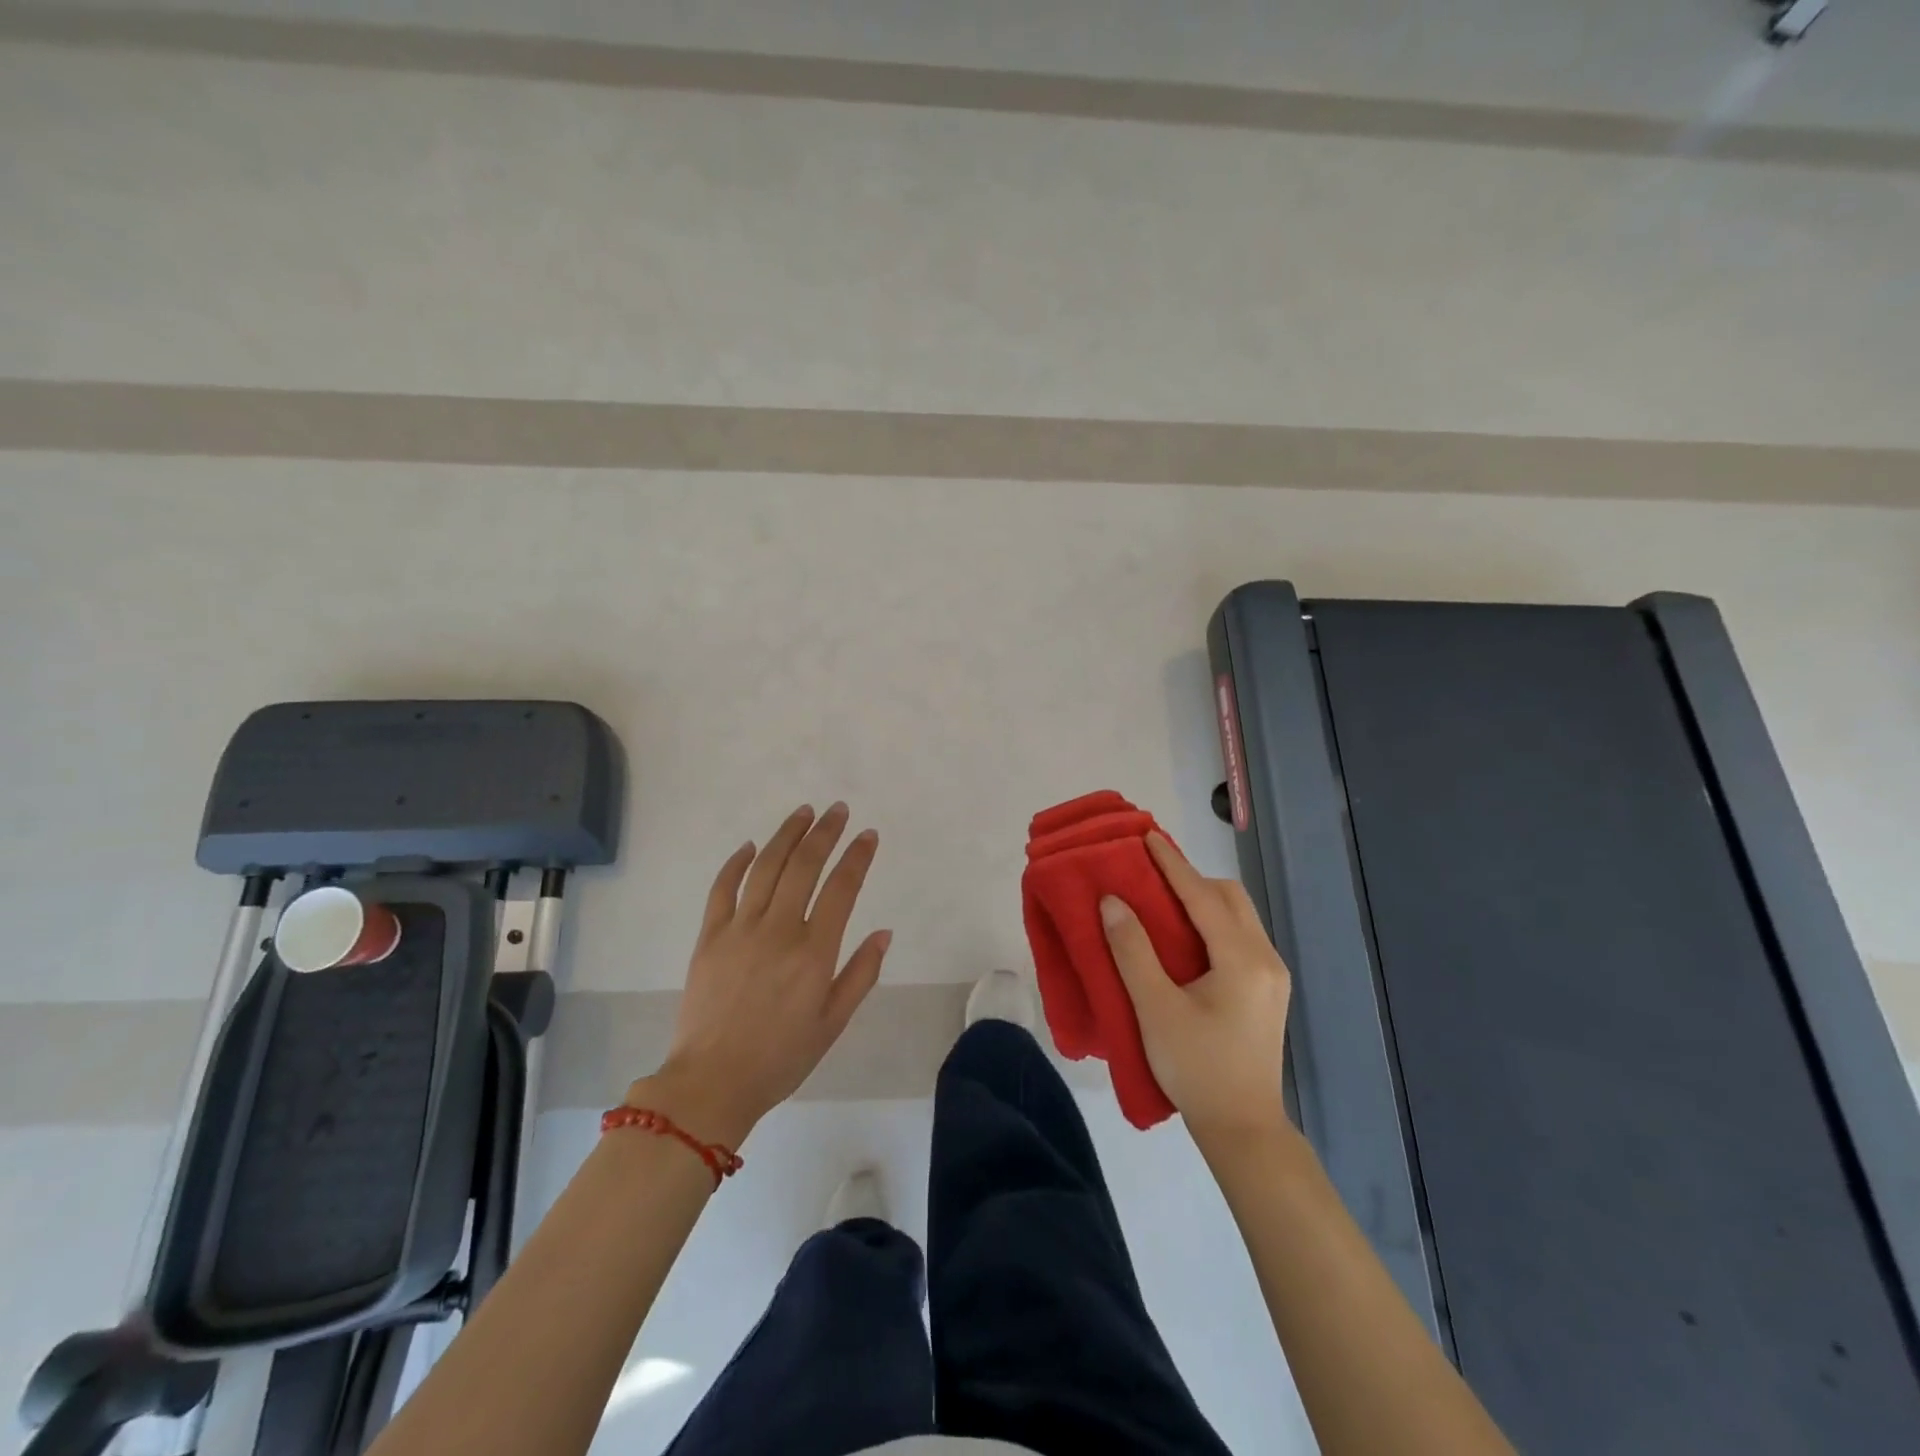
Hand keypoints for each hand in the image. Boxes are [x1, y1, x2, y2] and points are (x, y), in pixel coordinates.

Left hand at [629, 803, 890, 1147]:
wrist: (711, 1083)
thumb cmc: (780, 1058)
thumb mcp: (832, 1024)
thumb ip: (860, 974)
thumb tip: (883, 933)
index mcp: (813, 952)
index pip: (842, 888)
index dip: (857, 857)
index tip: (868, 835)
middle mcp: (778, 930)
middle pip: (804, 866)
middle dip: (825, 832)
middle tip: (838, 810)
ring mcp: (739, 929)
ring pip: (766, 867)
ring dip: (786, 835)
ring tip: (803, 813)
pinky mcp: (709, 937)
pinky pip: (722, 889)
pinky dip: (737, 863)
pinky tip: (750, 846)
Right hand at [1101, 832, 1292, 1146]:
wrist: (1243, 1129)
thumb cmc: (1196, 1069)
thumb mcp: (1155, 1010)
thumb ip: (1132, 951)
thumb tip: (1113, 902)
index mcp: (1242, 959)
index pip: (1202, 896)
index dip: (1172, 864)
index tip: (1147, 837)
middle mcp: (1265, 958)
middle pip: (1229, 898)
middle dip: (1191, 878)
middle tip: (1150, 875)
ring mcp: (1271, 975)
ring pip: (1237, 917)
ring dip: (1202, 900)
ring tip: (1161, 902)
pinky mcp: (1266, 991)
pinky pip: (1238, 937)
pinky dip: (1210, 923)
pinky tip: (1183, 938)